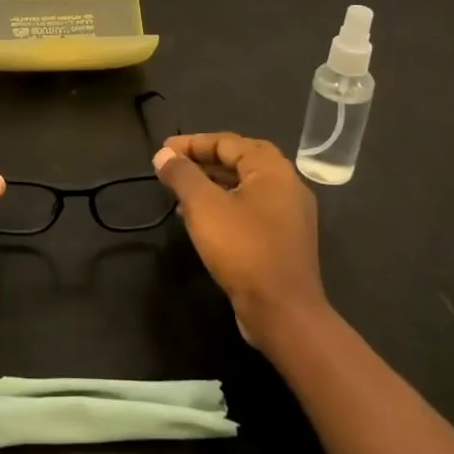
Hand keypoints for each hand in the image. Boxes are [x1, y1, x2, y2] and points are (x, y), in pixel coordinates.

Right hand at [152, 133, 329, 349]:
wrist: (282, 311)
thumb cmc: (243, 249)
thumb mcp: (204, 206)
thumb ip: (182, 175)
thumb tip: (164, 155)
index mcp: (272, 170)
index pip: (228, 142)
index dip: (192, 143)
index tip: (163, 151)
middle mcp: (287, 186)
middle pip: (240, 161)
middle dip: (204, 160)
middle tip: (175, 165)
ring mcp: (289, 215)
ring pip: (245, 187)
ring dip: (212, 183)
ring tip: (180, 192)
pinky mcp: (284, 240)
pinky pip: (250, 209)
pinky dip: (224, 205)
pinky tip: (201, 219)